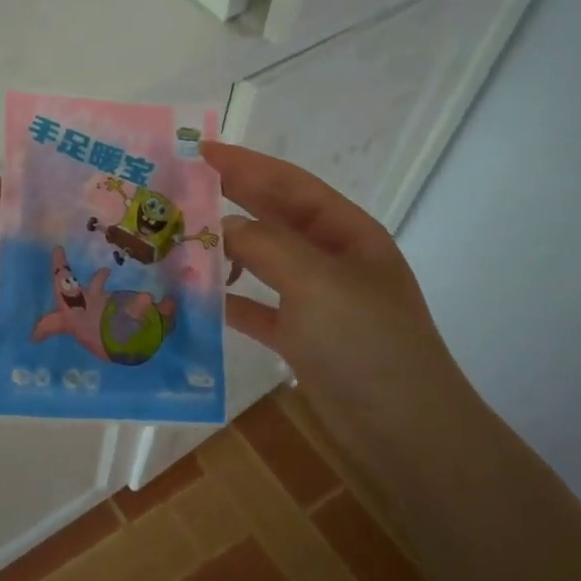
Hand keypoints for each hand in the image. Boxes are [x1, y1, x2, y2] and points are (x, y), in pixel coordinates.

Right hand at [203, 142, 479, 438]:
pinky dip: (229, 300)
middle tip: (178, 188)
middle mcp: (332, 259)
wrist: (403, 429)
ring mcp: (317, 300)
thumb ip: (265, 246)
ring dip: (224, 250)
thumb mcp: (316, 281)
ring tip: (177, 239)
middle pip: (273, 219)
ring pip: (261, 262)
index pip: (289, 185)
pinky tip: (196, 296)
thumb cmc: (366, 342)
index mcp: (347, 233)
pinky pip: (257, 308)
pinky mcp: (302, 337)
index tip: (198, 150)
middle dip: (229, 201)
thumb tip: (221, 226)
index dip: (245, 165)